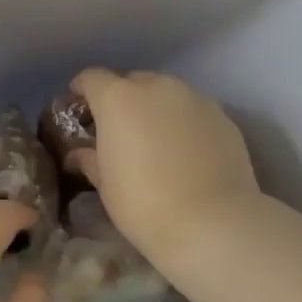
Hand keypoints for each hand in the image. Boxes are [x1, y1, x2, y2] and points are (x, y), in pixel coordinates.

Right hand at [68, 68, 258, 280]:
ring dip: (154, 109)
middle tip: (118, 131)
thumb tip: (79, 154)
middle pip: (132, 82)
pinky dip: (183, 123)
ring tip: (154, 141)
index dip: (82, 91)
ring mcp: (194, 98)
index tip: (79, 111)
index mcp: (118, 98)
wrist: (211, 222)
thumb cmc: (142, 202)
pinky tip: (184, 152)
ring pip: (166, 94)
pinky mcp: (223, 116)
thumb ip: (90, 159)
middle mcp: (156, 87)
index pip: (91, 78)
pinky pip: (192, 111)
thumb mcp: (105, 184)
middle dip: (121, 100)